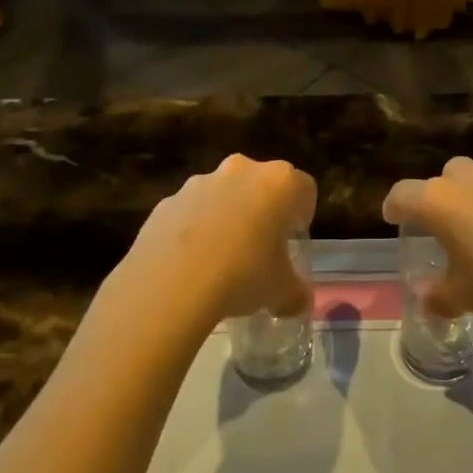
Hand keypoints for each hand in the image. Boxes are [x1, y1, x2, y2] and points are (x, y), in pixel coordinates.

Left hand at [116, 155, 314, 329]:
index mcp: (279, 182)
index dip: (302, 214)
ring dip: (227, 217)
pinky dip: (195, 229)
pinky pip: (190, 211)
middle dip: (263, 210)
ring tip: (222, 259)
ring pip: (223, 195)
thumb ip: (295, 293)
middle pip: (261, 184)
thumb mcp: (281, 291)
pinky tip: (191, 263)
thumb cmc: (242, 274)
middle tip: (261, 247)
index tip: (294, 238)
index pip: (304, 188)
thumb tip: (297, 302)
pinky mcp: (168, 200)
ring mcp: (200, 182)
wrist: (171, 282)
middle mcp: (242, 170)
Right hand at [382, 157, 472, 327]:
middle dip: (438, 195)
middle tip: (440, 225)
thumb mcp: (465, 296)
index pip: (403, 193)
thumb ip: (440, 295)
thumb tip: (426, 298)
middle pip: (444, 176)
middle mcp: (470, 181)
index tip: (392, 218)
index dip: (394, 206)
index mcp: (440, 200)